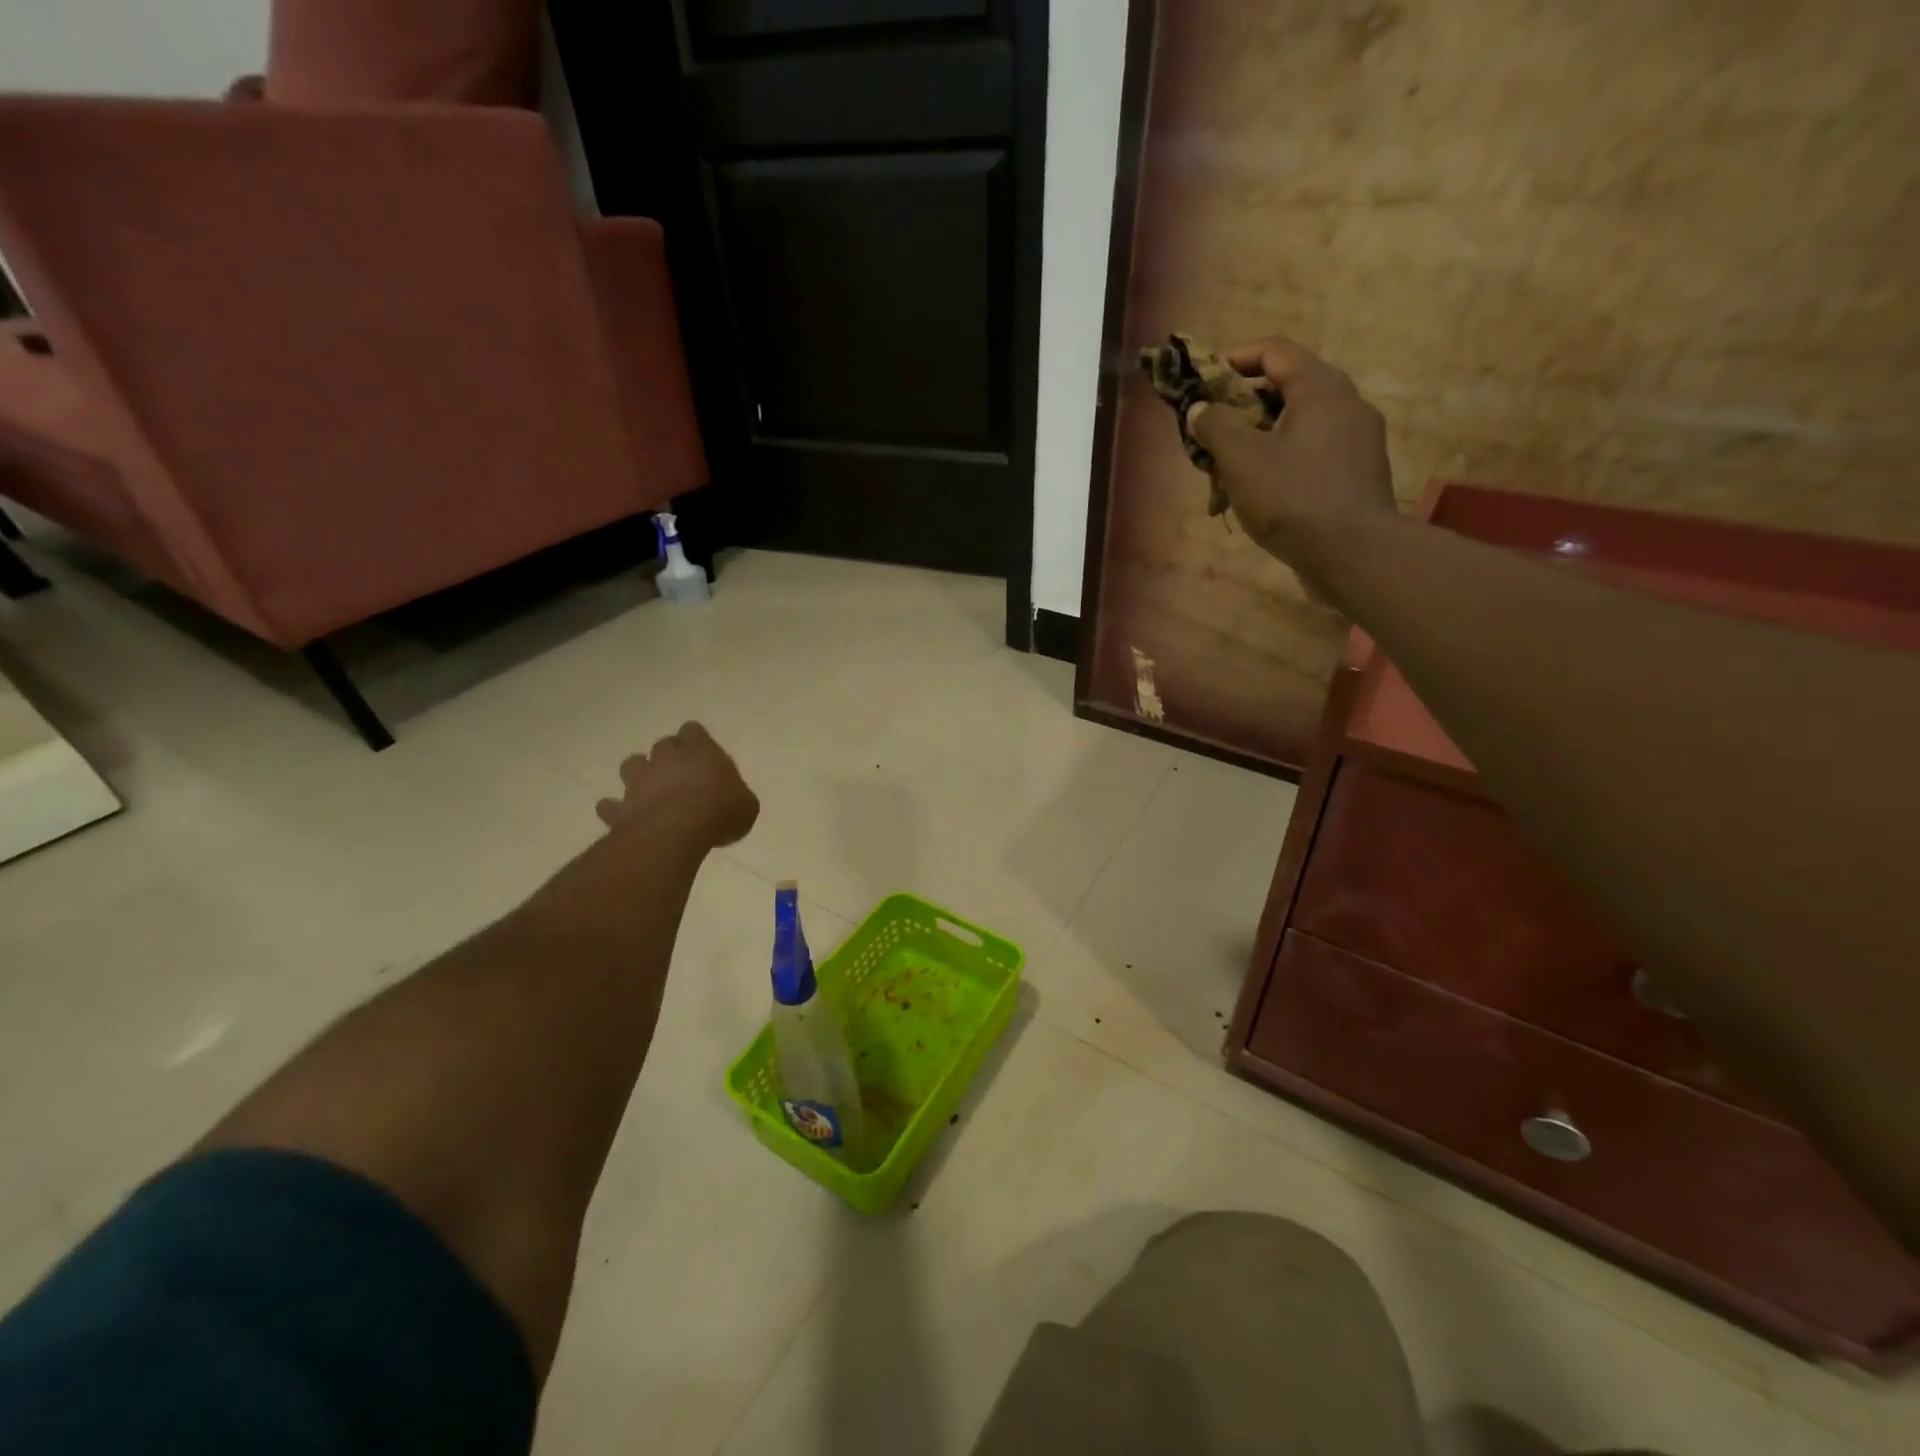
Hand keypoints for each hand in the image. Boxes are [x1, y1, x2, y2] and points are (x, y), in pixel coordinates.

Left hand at [597, 723, 759, 848]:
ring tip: (649, 788)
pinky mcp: (622, 807)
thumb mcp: (746, 805)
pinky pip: (611, 805)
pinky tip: (623, 815)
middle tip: (681, 774)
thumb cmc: (720, 810)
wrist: (677, 829)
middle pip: (663, 745)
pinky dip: (615, 808)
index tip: (704, 754)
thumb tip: (731, 801)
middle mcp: (666, 758)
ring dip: (639, 774)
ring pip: (631, 765)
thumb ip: (736, 796)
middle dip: (669, 756)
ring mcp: (640, 781)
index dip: (697, 740)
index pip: (694, 731)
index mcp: (700, 750)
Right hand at [1187, 337, 1395, 559]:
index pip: (1274, 351)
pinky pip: (1314, 450)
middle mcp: (1346, 402)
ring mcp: (1358, 438)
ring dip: (1261, 436)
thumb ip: (1216, 427)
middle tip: (1212, 429)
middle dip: (1243, 404)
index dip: (1234, 357)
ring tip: (1230, 466)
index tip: (1203, 378)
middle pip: (1288, 386)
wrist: (1354, 553)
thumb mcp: (1241, 460)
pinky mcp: (1359, 471)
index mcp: (1320, 387)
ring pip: (1300, 422)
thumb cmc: (1293, 498)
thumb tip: (1201, 408)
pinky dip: (1283, 457)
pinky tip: (1262, 489)